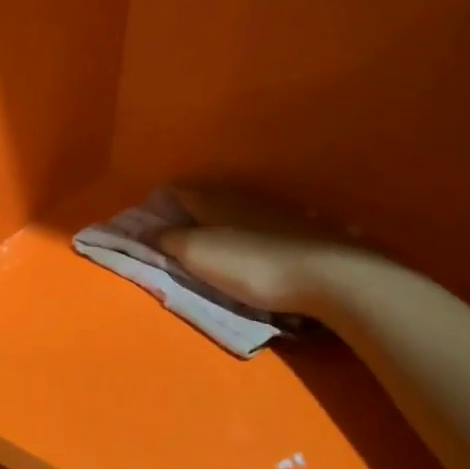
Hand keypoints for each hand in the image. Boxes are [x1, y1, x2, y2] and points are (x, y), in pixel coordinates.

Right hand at [157, 187, 366, 317]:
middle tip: (176, 236)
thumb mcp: (197, 255)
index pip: (176, 191)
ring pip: (236, 210)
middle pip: (206, 198)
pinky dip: (250, 233)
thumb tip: (140, 229)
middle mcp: (241, 196)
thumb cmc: (251, 265)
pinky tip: (254, 247)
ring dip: (221, 222)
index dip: (158, 205)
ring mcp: (275, 210)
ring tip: (213, 244)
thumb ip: (167, 240)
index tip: (146, 224)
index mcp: (212, 199)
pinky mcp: (301, 229)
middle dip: (188, 213)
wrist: (329, 277)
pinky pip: (263, 225)